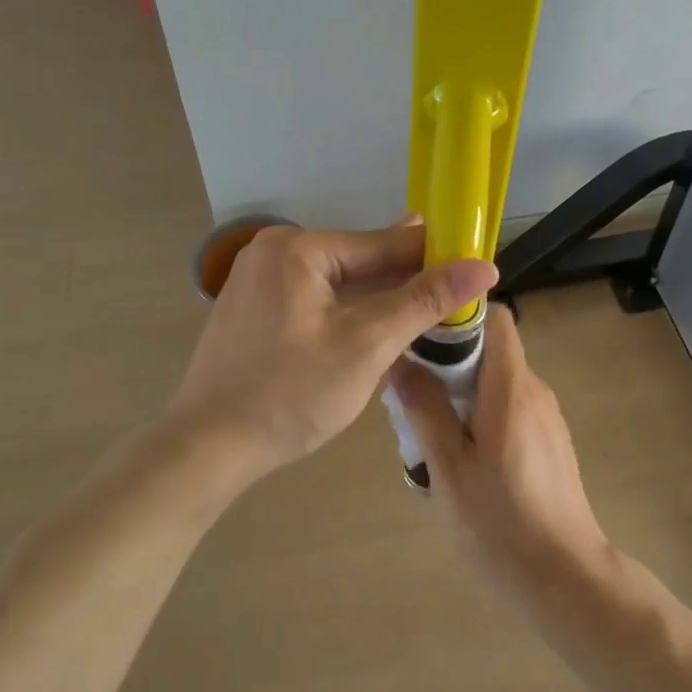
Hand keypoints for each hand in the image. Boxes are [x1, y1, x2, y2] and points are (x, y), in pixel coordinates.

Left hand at [167, 221, 497, 481]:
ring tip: (425, 319)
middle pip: (358, 263)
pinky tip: (375, 332)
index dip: (435, 257)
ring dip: (378, 302)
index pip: (382, 245)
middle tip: (456, 303)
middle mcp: (272, 252)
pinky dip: (347, 315)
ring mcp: (257, 281)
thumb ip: (425, 300)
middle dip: (405, 283)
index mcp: (297, 248)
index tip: (477, 269)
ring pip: (337, 285)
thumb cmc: (292, 393)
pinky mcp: (253, 311)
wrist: (209, 447)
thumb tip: (483, 266)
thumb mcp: (368, 344)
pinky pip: (314, 302)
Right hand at [388, 304, 611, 593]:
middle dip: (451, 361)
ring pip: (499, 382)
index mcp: (512, 388)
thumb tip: (401, 360)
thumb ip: (425, 409)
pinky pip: (512, 408)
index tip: (423, 336)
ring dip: (464, 392)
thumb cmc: (499, 520)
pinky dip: (483, 414)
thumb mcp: (448, 466)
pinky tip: (462, 456)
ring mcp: (548, 418)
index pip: (496, 320)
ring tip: (429, 429)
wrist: (564, 576)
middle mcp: (536, 392)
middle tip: (412, 393)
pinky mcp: (551, 442)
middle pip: (493, 351)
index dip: (461, 317)